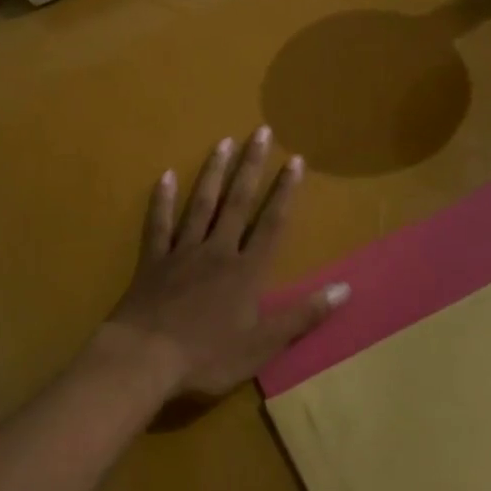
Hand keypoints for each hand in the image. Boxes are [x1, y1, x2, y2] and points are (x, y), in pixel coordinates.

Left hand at [104, 128, 349, 401]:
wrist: (145, 358)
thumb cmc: (208, 356)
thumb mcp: (263, 344)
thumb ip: (302, 315)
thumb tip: (344, 289)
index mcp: (246, 271)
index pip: (271, 224)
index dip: (285, 192)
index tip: (295, 160)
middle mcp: (217, 251)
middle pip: (238, 203)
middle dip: (251, 167)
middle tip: (260, 132)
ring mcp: (182, 252)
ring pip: (200, 204)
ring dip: (213, 173)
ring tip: (223, 142)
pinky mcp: (153, 261)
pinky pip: (158, 224)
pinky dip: (161, 200)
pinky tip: (164, 176)